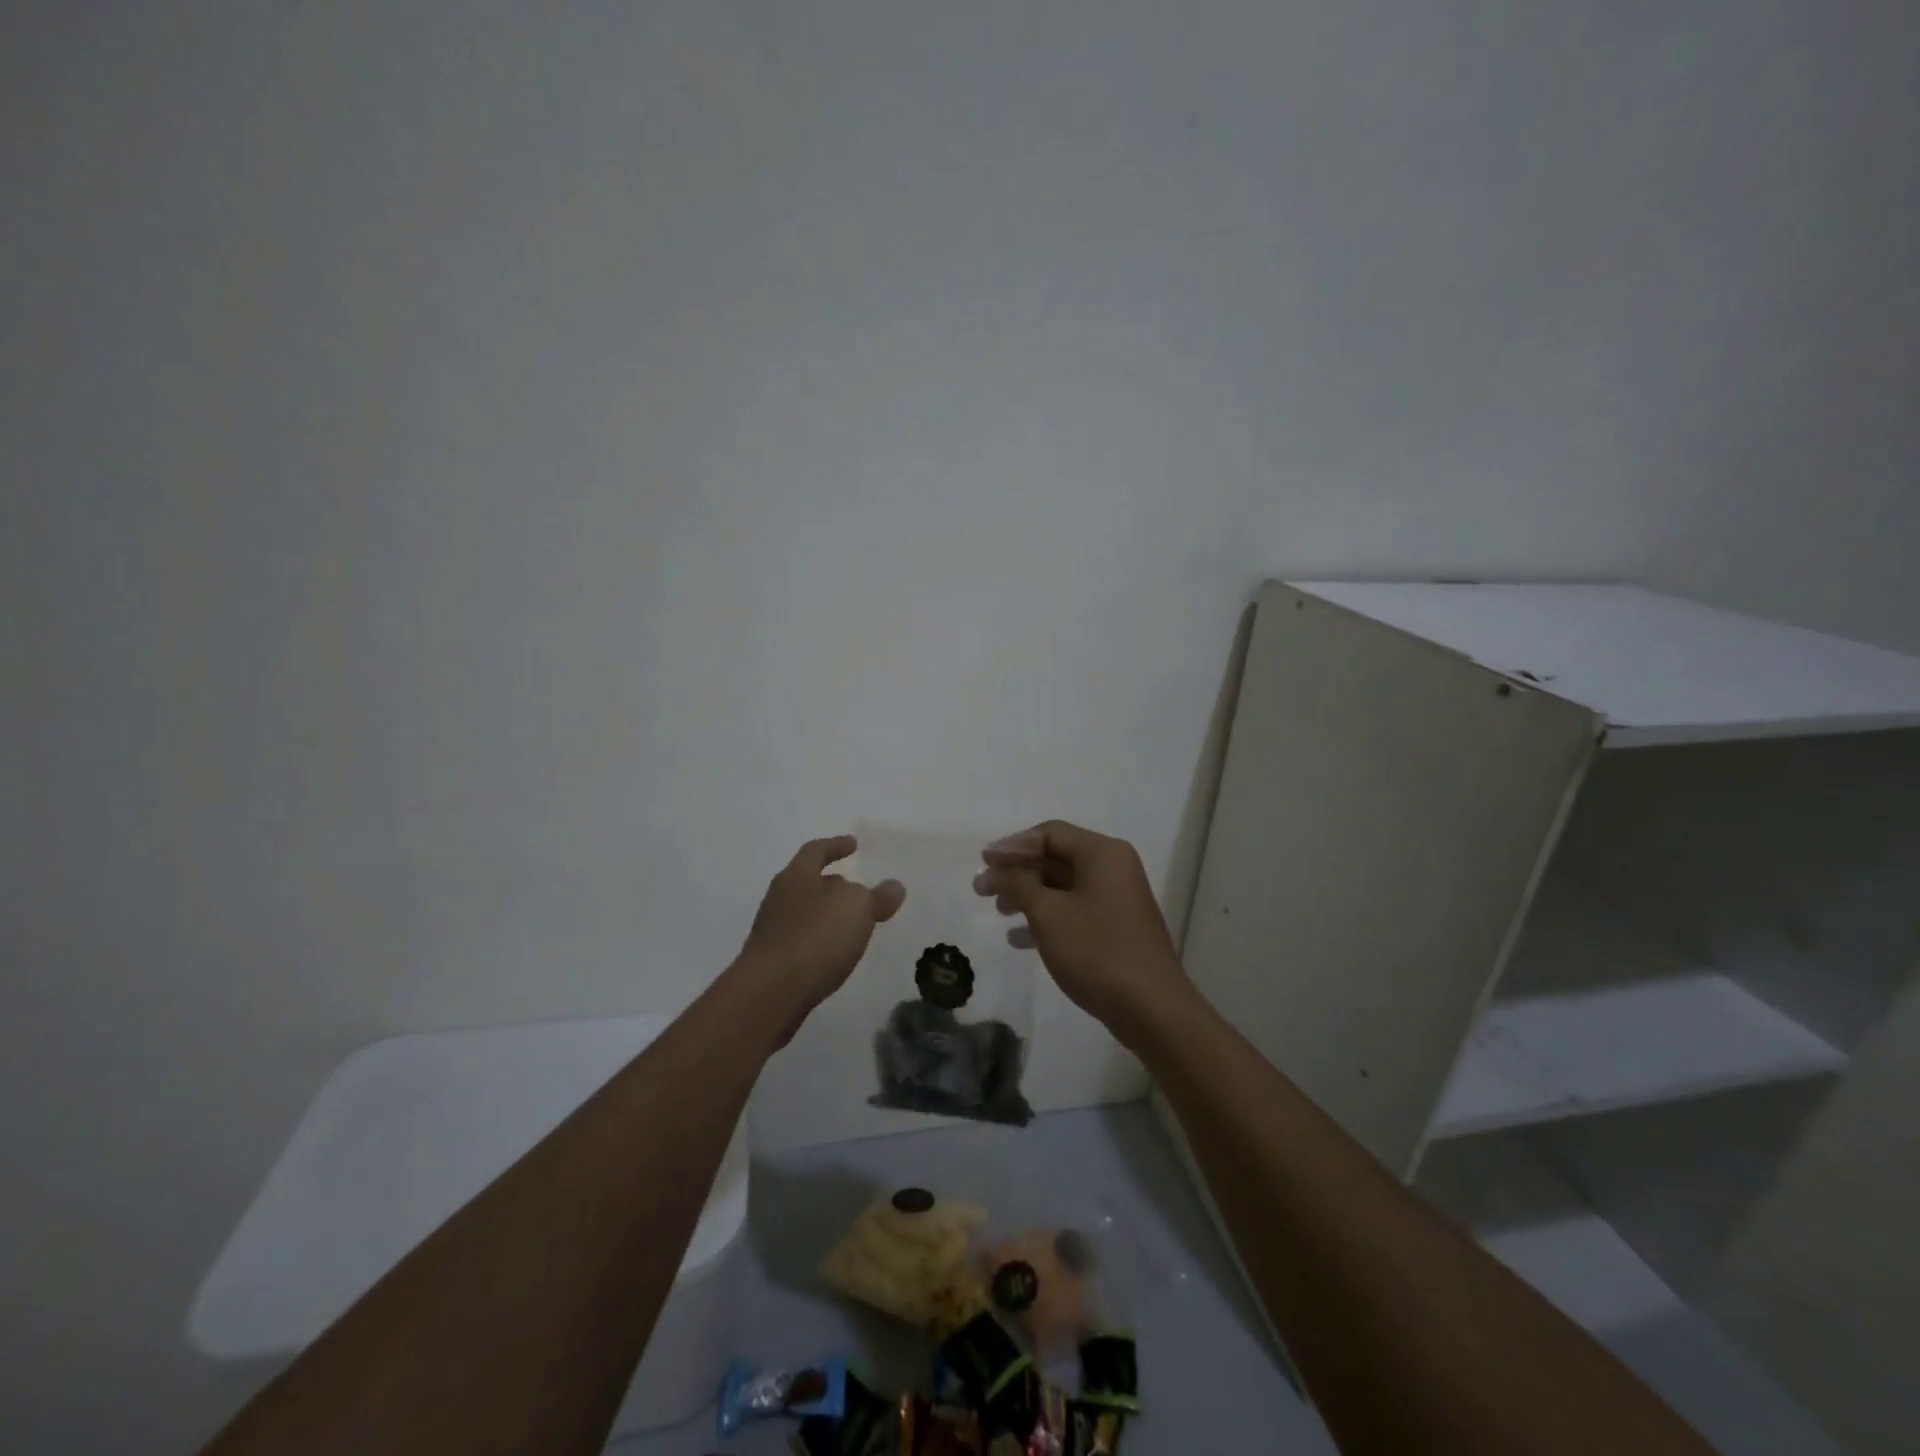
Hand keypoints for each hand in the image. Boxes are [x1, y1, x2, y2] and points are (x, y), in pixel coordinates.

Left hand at [736, 835, 905, 1030]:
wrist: (770, 993)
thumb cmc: (815, 937)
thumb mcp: (857, 908)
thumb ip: (877, 896)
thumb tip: (893, 886)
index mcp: (796, 876)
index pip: (816, 851)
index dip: (836, 845)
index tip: (853, 844)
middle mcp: (779, 898)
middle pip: (808, 882)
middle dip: (833, 884)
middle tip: (859, 890)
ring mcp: (772, 932)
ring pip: (805, 914)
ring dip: (828, 915)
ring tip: (853, 925)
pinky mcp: (772, 963)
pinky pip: (802, 942)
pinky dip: (821, 941)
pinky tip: (836, 954)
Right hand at [974, 820, 1192, 1042]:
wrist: (1152, 1009)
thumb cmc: (1097, 952)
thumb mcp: (1048, 914)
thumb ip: (1019, 885)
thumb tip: (1002, 871)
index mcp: (1102, 853)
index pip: (1049, 833)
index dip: (1012, 846)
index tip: (983, 863)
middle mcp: (1113, 867)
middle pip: (1056, 857)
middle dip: (1017, 872)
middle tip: (982, 890)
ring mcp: (1117, 898)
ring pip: (1063, 886)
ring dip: (1028, 895)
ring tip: (998, 912)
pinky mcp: (1117, 927)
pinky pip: (1075, 909)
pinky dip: (1047, 917)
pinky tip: (1019, 938)